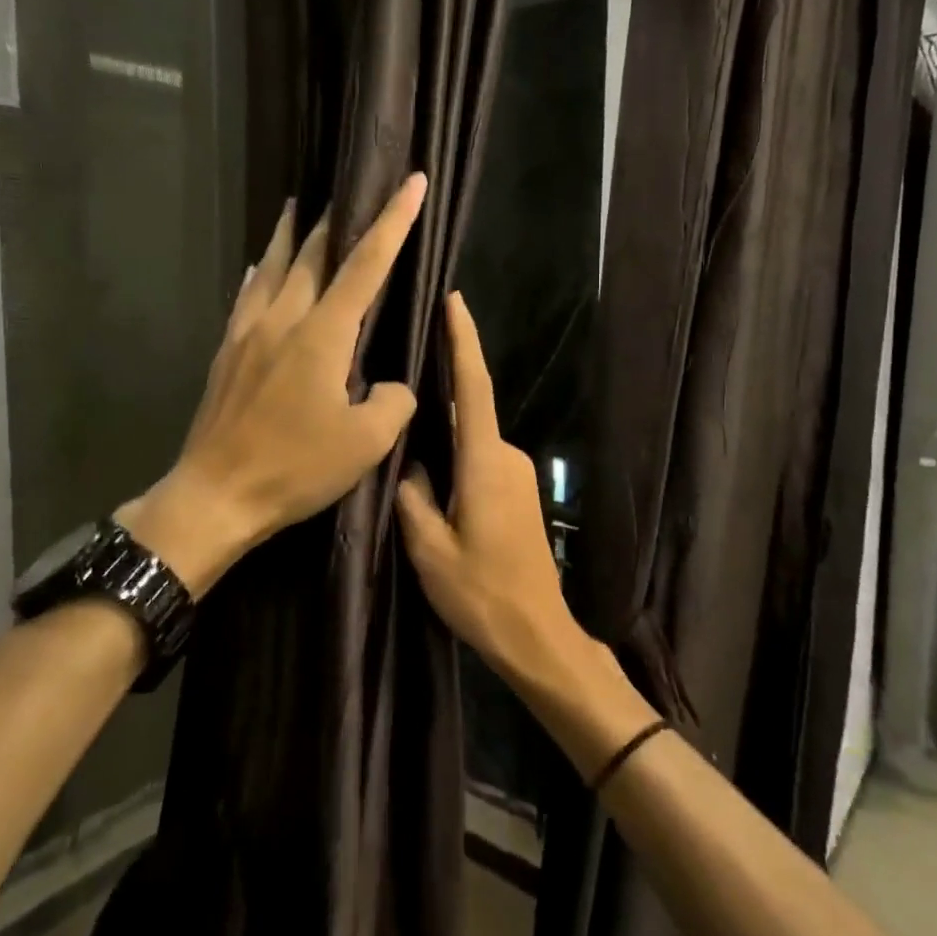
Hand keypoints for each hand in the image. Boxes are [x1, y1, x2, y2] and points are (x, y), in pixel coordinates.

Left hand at [123, 174, 428, 596]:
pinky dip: (258, 273)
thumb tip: (390, 385)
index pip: (366, 265)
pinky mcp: (227, 353)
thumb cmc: (295, 468)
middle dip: (339, 218)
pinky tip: (256, 266)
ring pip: (271, 267)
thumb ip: (392, 402)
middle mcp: (283, 319)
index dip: (393, 221)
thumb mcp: (366, 444)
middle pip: (314, 254)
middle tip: (352, 188)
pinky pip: (246, 296)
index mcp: (322, 334)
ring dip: (289, 235)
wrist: (216, 496)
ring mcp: (248, 333)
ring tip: (296, 206)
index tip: (411, 182)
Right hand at [394, 293, 578, 677]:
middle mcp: (507, 456)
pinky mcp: (519, 492)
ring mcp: (518, 473)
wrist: (537, 634)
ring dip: (444, 436)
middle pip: (467, 412)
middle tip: (398, 383)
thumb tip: (410, 466)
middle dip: (438, 393)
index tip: (454, 301)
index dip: (464, 340)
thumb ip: (413, 498)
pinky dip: (457, 456)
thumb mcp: (429, 549)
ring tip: (405, 439)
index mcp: (485, 460)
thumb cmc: (481, 593)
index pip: (473, 386)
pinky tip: (431, 476)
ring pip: (471, 441)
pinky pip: (480, 459)